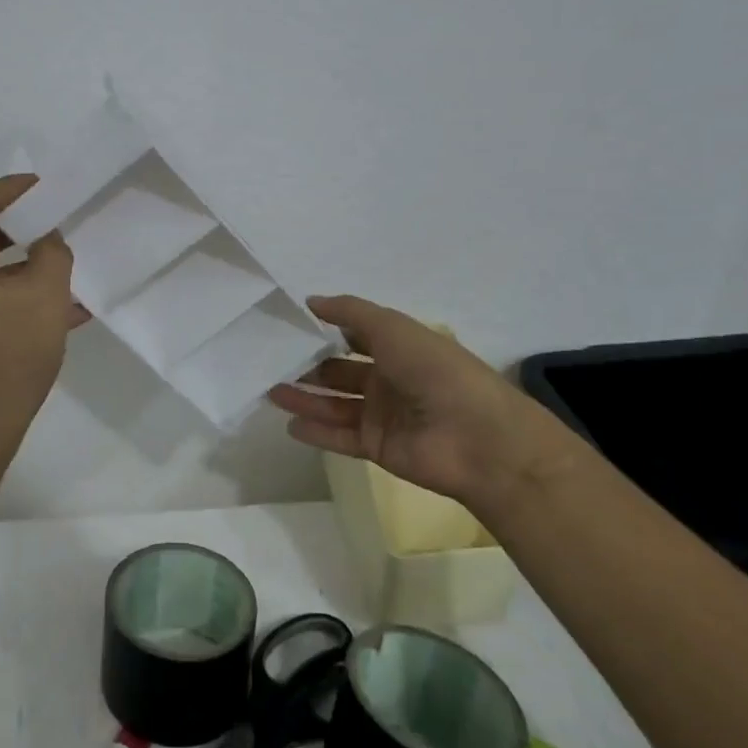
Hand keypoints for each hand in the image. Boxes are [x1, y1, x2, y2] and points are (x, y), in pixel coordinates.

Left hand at [0, 176, 87, 450]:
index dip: (11, 190)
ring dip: (16, 262)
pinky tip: (50, 305)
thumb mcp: (44, 294)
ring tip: (57, 261)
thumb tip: (48, 238)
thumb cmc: (6, 355)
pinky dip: (6, 292)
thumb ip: (52, 251)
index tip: (45, 188)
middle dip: (16, 226)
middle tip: (52, 220)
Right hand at [268, 295, 578, 521]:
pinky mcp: (378, 447)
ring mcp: (383, 415)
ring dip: (304, 397)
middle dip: (309, 366)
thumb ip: (350, 312)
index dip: (326, 330)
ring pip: (335, 404)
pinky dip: (316, 431)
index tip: (291, 326)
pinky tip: (288, 423)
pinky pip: (340, 437)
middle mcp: (390, 379)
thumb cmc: (436, 370)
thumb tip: (311, 301)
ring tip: (269, 390)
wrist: (478, 438)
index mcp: (399, 347)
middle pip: (340, 371)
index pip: (356, 336)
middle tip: (271, 362)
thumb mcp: (393, 327)